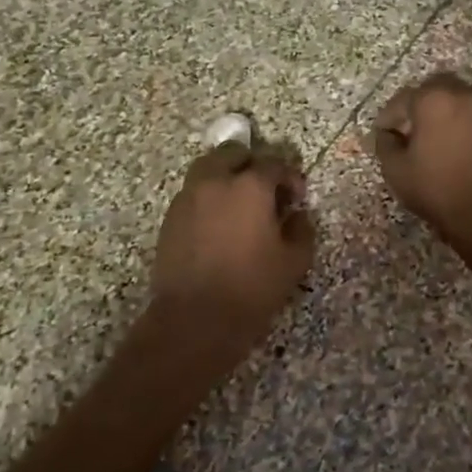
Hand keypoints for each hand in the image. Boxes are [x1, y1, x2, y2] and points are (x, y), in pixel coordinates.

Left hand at [149, 141, 314, 369]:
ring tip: (237, 204)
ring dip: (225, 176)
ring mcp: (188, 197)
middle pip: (233, 153)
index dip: (290, 177)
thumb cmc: (251, 288)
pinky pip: (192, 193)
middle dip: (251, 164)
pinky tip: (217, 225)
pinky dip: (208, 197)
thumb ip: (301, 230)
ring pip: (207, 168)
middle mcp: (216, 181)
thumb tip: (297, 216)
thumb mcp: (293, 262)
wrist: (194, 319)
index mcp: (250, 186)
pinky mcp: (170, 217)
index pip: (274, 164)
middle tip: (264, 190)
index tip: (296, 198)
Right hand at [372, 73, 471, 246]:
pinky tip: (459, 148)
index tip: (383, 133)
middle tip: (411, 128)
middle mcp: (463, 96)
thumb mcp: (396, 170)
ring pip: (460, 100)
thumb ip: (385, 143)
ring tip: (436, 138)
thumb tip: (387, 133)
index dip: (389, 116)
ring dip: (445, 112)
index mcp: (433, 100)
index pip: (403, 99)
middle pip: (436, 87)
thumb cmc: (436, 189)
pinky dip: (465, 125)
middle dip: (419, 103)